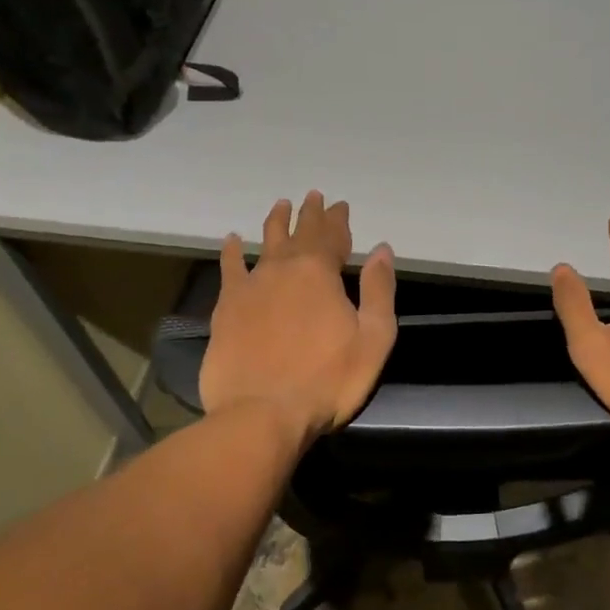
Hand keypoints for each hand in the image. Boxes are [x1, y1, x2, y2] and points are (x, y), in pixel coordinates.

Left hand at [199, 191, 397, 444]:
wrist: (262, 413)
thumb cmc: (328, 380)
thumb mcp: (373, 338)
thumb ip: (379, 291)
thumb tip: (382, 250)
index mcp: (321, 274)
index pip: (332, 236)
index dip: (338, 220)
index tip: (341, 206)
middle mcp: (284, 269)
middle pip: (299, 233)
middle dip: (310, 214)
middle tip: (313, 196)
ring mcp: (251, 286)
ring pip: (265, 243)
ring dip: (275, 222)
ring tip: (280, 205)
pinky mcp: (226, 307)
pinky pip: (230, 268)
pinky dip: (232, 252)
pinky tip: (232, 240)